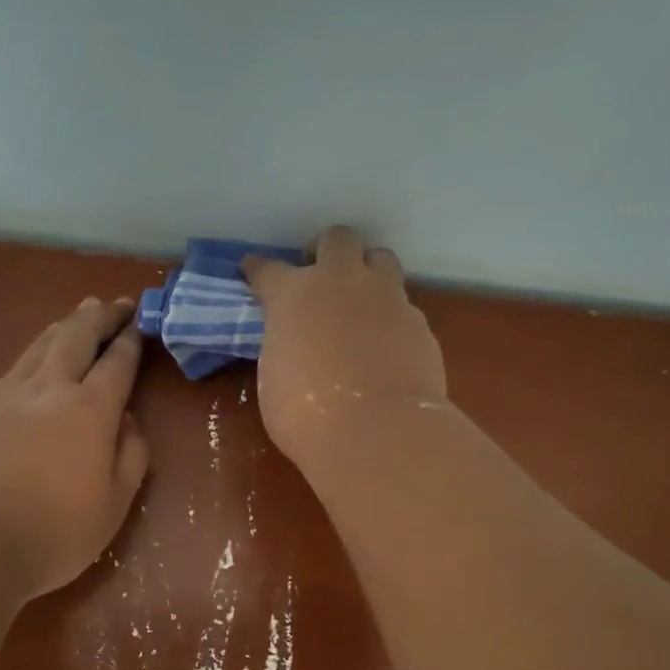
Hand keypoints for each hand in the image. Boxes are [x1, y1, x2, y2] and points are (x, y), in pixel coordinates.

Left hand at [0, 297, 150, 599]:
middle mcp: (49, 390)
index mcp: (89, 411)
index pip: (117, 363)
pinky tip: (37, 357)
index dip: (131, 340)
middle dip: (99, 316)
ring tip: (79, 315)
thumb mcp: (114, 505)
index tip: (140, 322)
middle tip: (115, 304)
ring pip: (41, 345)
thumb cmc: (53, 533)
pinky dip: (36, 350)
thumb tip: (128, 422)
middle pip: (76, 337)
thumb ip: (130, 457)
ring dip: (65, 325)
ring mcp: (8, 396)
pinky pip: (16, 366)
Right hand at [242, 227, 447, 471]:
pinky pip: (402, 305)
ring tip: (360, 301)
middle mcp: (340, 283)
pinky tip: (386, 344)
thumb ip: (284, 346)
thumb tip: (294, 345)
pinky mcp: (418, 322)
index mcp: (293, 295)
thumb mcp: (275, 377)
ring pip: (381, 259)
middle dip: (326, 251)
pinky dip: (390, 317)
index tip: (252, 270)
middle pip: (337, 239)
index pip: (267, 269)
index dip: (257, 270)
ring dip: (367, 272)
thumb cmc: (307, 414)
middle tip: (320, 278)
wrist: (377, 431)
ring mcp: (386, 297)